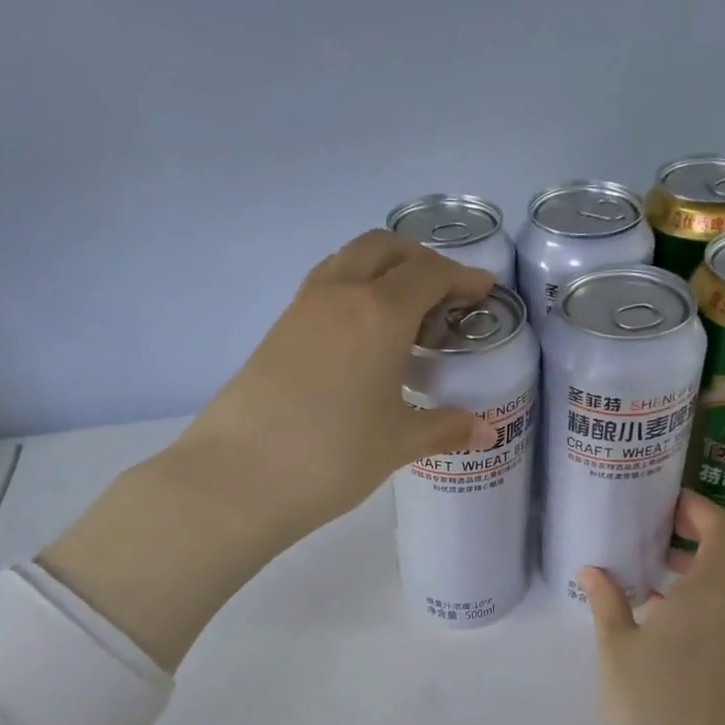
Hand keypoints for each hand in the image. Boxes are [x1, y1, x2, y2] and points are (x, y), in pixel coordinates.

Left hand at [172, 229, 496, 543]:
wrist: (239, 477)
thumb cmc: (333, 456)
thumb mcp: (398, 442)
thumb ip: (445, 428)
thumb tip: (486, 430)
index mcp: (379, 313)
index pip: (429, 273)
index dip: (462, 277)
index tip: (482, 291)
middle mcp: (340, 294)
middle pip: (385, 248)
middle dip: (420, 260)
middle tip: (443, 295)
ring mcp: (302, 308)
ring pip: (348, 260)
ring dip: (381, 269)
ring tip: (403, 313)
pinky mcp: (277, 329)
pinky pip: (324, 287)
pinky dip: (353, 290)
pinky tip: (362, 337)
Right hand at [581, 493, 724, 724]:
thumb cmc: (645, 702)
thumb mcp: (615, 646)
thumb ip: (607, 600)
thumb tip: (591, 570)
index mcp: (712, 595)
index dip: (704, 511)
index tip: (672, 508)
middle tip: (682, 535)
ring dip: (724, 564)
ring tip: (670, 572)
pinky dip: (721, 595)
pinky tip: (673, 616)